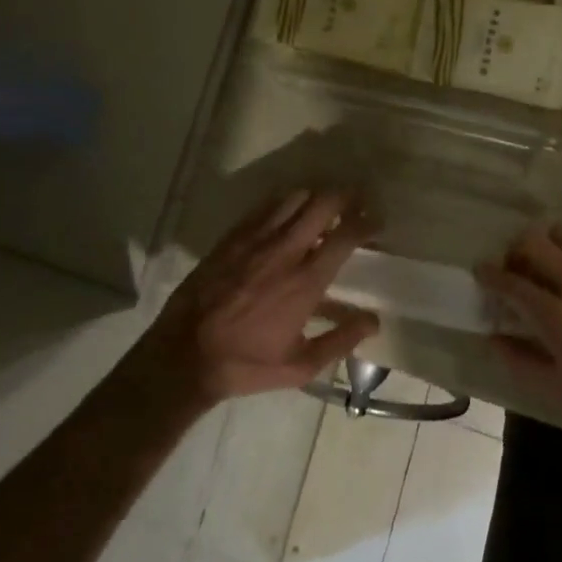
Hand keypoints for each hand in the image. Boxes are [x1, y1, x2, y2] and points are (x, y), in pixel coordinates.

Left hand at [137, 190, 379, 408]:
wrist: (185, 354)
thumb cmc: (246, 363)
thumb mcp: (299, 365)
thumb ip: (340, 340)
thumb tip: (374, 321)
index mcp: (306, 281)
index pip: (345, 235)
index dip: (366, 220)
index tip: (377, 219)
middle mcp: (285, 250)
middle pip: (323, 203)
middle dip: (346, 195)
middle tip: (356, 200)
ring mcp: (256, 238)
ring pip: (295, 197)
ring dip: (315, 196)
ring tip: (324, 205)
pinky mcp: (233, 236)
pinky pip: (265, 206)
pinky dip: (284, 202)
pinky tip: (288, 211)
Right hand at [477, 224, 561, 461]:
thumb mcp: (561, 392)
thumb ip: (522, 361)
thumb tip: (493, 338)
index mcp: (559, 320)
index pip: (512, 283)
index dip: (490, 274)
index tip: (481, 271)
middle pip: (535, 241)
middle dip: (516, 250)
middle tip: (517, 268)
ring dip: (551, 245)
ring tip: (553, 266)